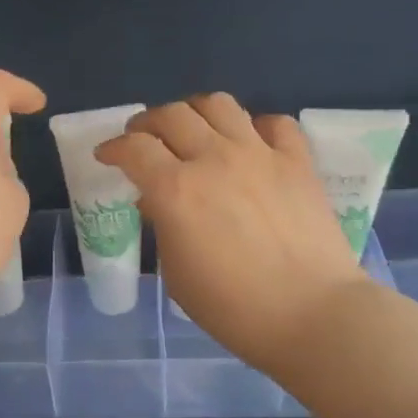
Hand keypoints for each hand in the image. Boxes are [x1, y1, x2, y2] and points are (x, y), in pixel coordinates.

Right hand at [97, 94, 367, 374]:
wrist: (311, 314)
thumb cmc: (233, 307)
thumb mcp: (177, 273)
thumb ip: (164, 227)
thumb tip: (159, 201)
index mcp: (176, 190)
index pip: (133, 149)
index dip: (113, 148)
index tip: (106, 156)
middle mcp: (213, 158)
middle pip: (171, 115)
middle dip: (147, 124)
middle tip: (143, 140)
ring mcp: (259, 154)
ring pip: (218, 104)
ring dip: (194, 112)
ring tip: (191, 130)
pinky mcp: (297, 161)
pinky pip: (273, 123)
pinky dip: (253, 127)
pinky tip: (249, 143)